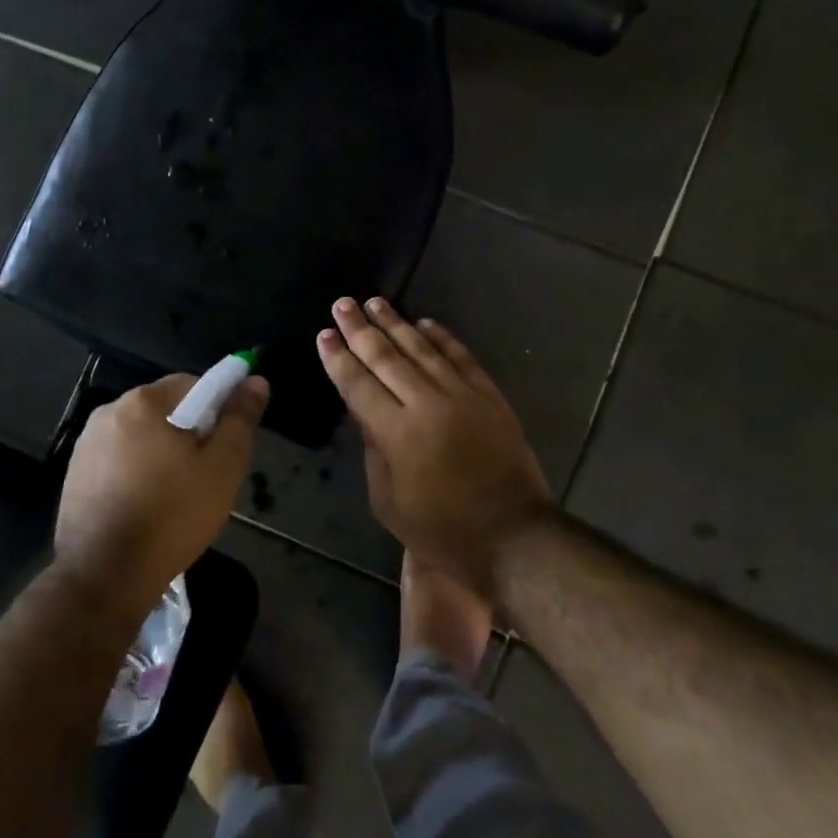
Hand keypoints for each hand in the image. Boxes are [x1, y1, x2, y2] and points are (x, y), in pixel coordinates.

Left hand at [55, 373, 269, 609]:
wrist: (104, 576)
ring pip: (141, 438)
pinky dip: (136, 476)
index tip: (223, 448)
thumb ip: (240, 420)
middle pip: (164, 411)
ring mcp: (86, 445)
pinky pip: (118, 462)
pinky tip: (145, 510)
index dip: (216, 410)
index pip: (192, 384)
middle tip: (204, 477)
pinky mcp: (75, 476)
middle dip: (188, 435)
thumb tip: (255, 380)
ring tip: (175, 499)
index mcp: (142, 402)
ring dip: (161, 456)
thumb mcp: (222, 467)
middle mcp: (108, 413)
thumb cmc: (171, 516)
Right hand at [318, 298, 551, 600]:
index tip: (324, 335)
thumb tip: (364, 410)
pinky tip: (425, 323)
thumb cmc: (441, 529)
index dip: (338, 359)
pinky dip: (441, 337)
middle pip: (387, 358)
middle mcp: (427, 404)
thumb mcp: (388, 500)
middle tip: (342, 304)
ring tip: (375, 302)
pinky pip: (461, 357)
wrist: (513, 535)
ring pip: (422, 350)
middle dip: (360, 329)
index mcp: (396, 434)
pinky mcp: (489, 396)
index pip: (358, 385)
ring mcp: (462, 396)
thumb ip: (373, 449)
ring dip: (396, 324)